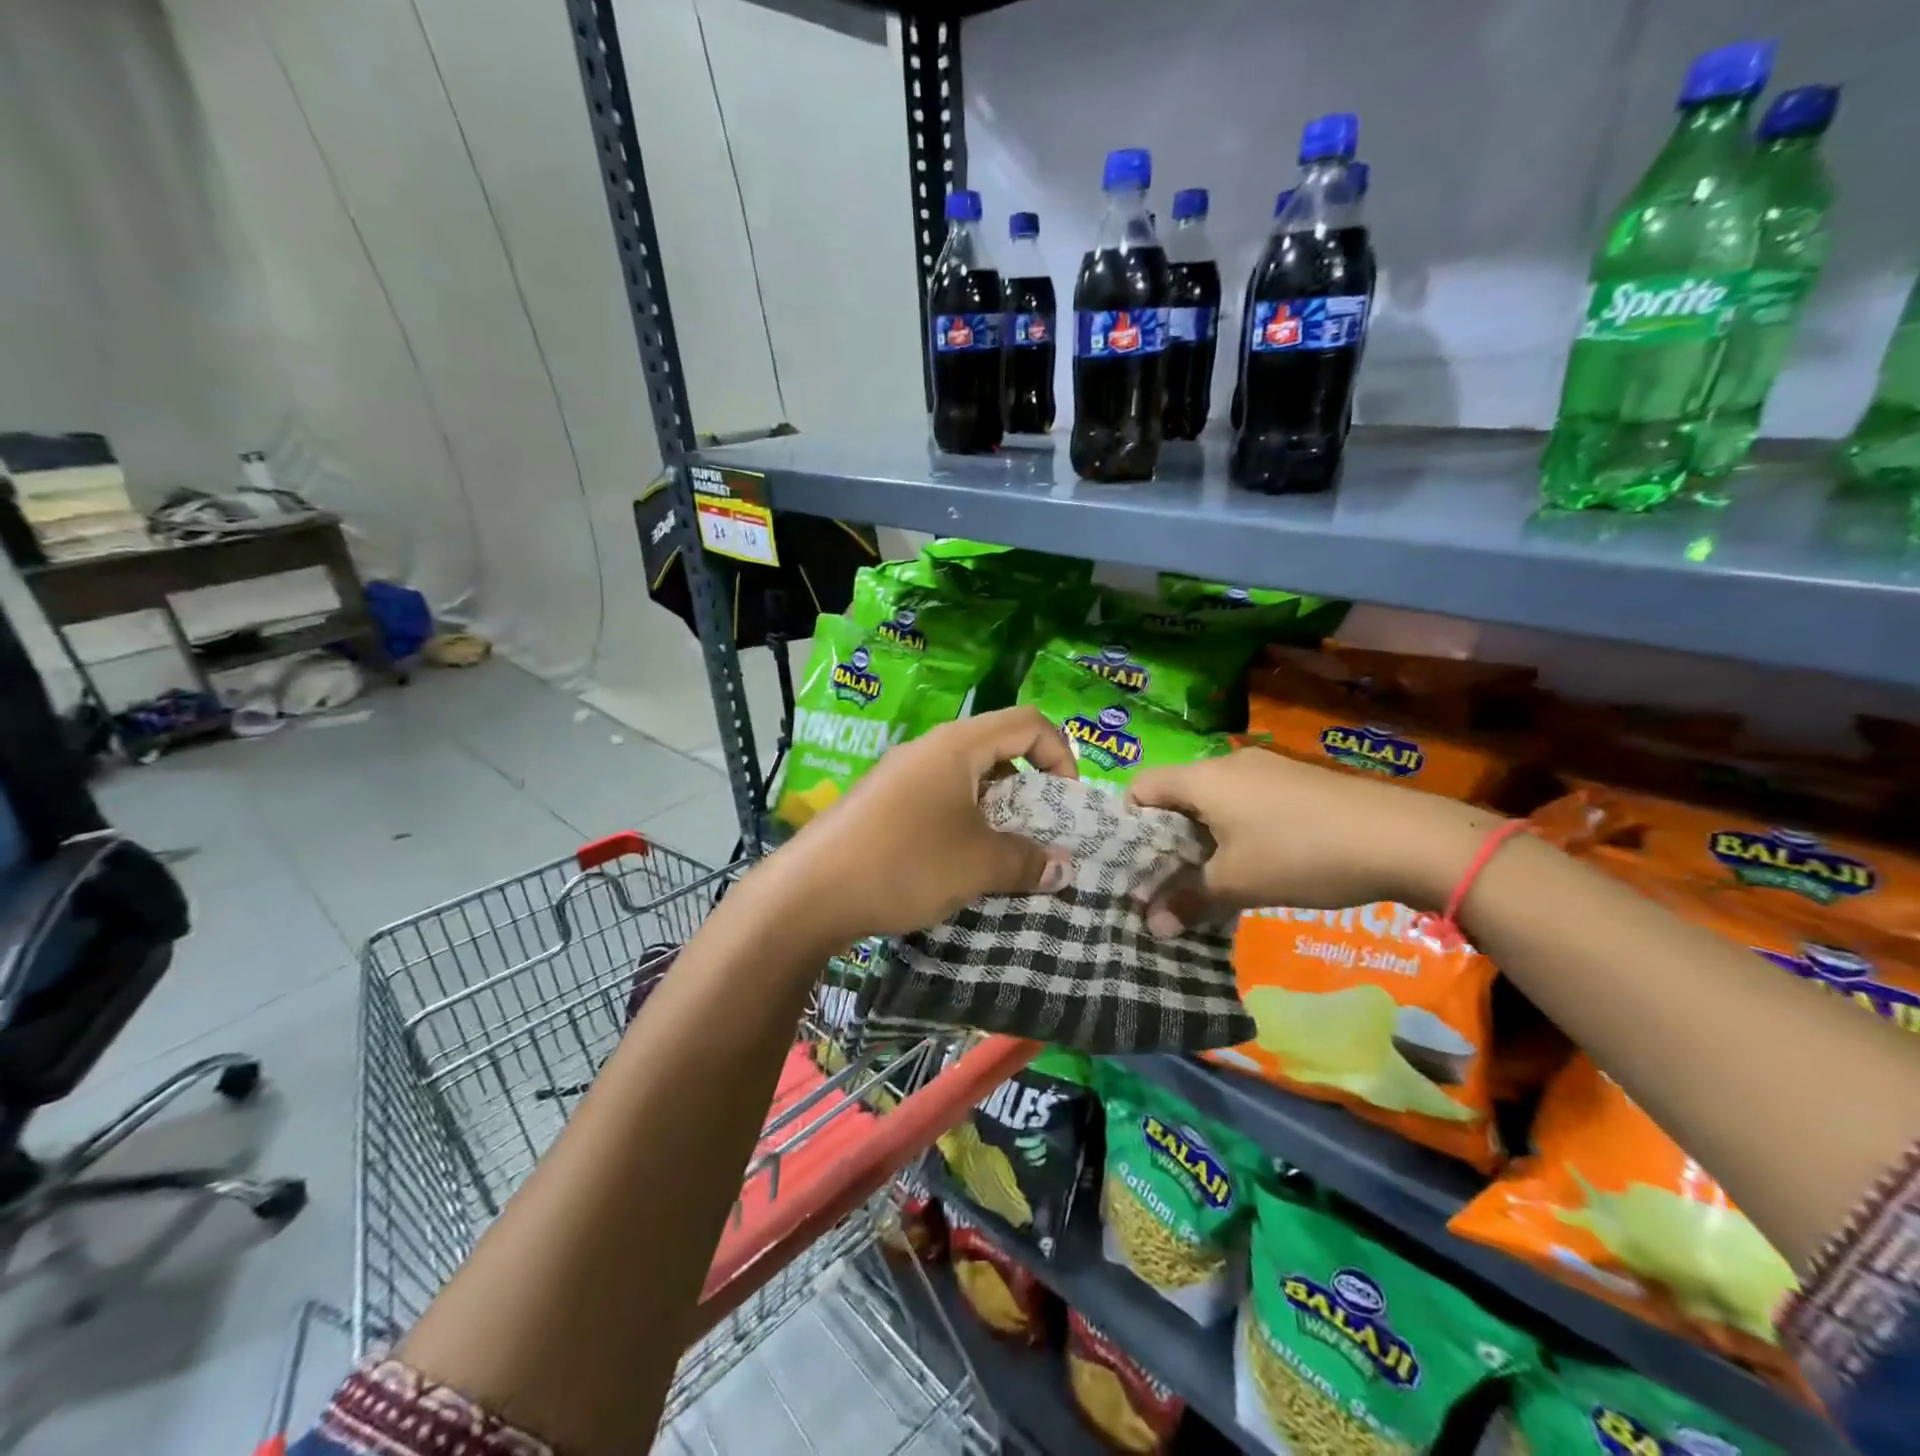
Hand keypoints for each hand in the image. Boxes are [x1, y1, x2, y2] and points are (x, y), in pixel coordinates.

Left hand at [763, 707, 1077, 945]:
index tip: (1066, 803)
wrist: (810, 893)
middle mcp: (929, 750)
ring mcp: (901, 776)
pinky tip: (959, 866)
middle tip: (1038, 835)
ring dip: (996, 813)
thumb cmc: (905, 863)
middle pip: (998, 749)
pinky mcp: (882, 804)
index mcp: (957, 745)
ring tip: (1003, 857)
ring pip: (967, 780)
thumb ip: (1027, 861)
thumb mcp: (978, 864)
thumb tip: (1063, 869)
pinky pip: (939, 802)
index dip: (1060, 754)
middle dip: (1030, 790)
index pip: (1028, 722)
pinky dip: (963, 825)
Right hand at [1125, 749, 1495, 932]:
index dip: (1129, 824)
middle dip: (1167, 838)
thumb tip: (1153, 927)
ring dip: (1204, 838)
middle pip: (1177, 795)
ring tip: (1213, 878)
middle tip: (1170, 880)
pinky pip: (1246, 803)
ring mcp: (1266, 769)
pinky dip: (1237, 831)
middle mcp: (1228, 763)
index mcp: (1203, 778)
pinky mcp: (1296, 783)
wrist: (1403, 837)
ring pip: (1214, 801)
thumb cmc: (1301, 854)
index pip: (1141, 787)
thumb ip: (1188, 901)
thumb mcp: (1238, 884)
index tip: (1136, 864)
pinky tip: (1258, 863)